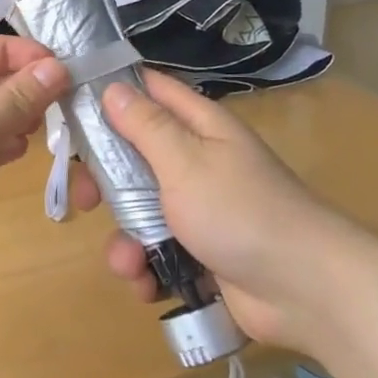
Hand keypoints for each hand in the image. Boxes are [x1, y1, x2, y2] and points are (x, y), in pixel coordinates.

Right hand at [96, 72, 369, 350]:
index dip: (112, 92)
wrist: (306, 291)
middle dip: (105, 181)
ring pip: (140, 211)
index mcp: (200, 127)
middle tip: (85, 198)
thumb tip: (113, 86)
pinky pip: (158, 252)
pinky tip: (148, 285)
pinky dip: (148, 268)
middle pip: (134, 157)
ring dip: (126, 239)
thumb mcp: (185, 161)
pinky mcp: (201, 253)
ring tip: (129, 264)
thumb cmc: (241, 211)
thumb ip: (145, 125)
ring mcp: (199, 210)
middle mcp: (197, 162)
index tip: (71, 107)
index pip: (150, 91)